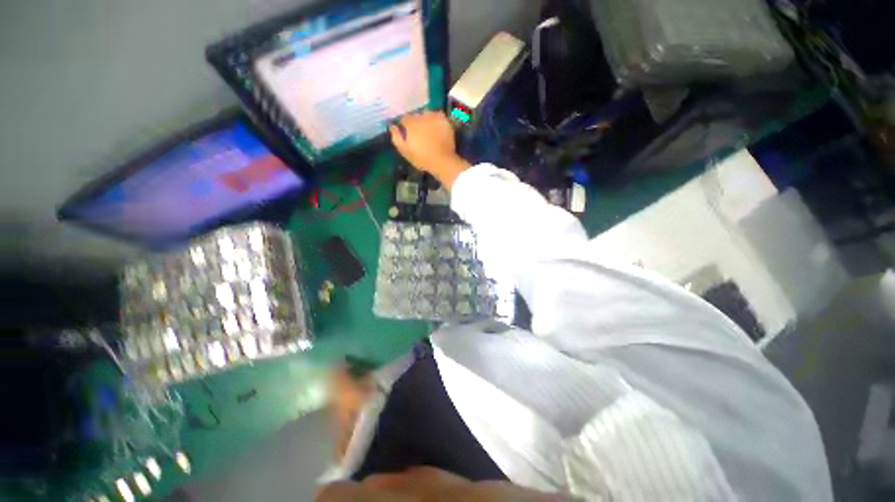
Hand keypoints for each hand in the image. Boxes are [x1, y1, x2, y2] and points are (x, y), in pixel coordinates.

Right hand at [390, 111, 469, 188]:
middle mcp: (422, 116)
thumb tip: (392, 126)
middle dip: (416, 122)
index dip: (405, 126)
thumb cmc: (422, 159)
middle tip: (420, 134)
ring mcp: (434, 117)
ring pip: (427, 114)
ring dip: (426, 119)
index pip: (404, 119)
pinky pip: (438, 116)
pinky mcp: (445, 120)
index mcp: (411, 123)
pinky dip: (437, 120)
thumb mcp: (405, 151)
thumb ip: (396, 137)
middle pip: (416, 115)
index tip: (407, 134)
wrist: (442, 161)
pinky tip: (437, 129)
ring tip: (429, 131)